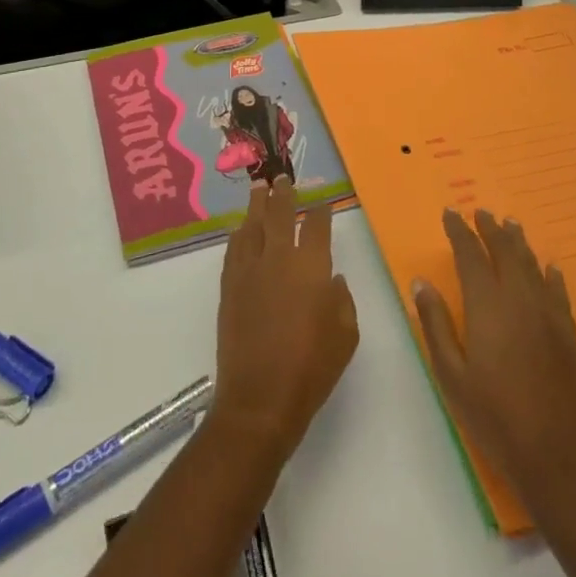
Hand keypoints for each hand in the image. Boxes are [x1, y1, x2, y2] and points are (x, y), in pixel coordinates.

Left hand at [211, 181, 358, 463]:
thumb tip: (332, 279)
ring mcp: (250, 270)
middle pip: (280, 214)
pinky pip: (234, 249)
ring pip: (252, 225)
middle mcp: (279, 258)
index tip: (322, 202)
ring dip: (257, 204)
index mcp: (312, 267)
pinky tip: (240, 228)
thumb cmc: (312, 369)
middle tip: (283, 177)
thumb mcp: (345, 336)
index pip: (317, 225)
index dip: (321, 210)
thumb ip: (342, 300)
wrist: (260, 398)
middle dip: (284, 193)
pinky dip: (239, 234)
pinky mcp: (230, 286)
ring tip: (259, 188)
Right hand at [414, 209, 575, 515]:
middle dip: (490, 230)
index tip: (450, 213)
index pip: (471, 256)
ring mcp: (549, 315)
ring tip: (510, 225)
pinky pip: (558, 292)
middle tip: (480, 212)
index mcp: (488, 306)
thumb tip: (422, 282)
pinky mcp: (569, 334)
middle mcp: (520, 300)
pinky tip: (549, 268)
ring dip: (519, 243)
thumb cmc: (495, 418)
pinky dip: (550, 275)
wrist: (559, 457)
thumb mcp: (452, 375)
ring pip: (532, 266)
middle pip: (505, 252)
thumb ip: (436, 324)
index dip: (460, 232)